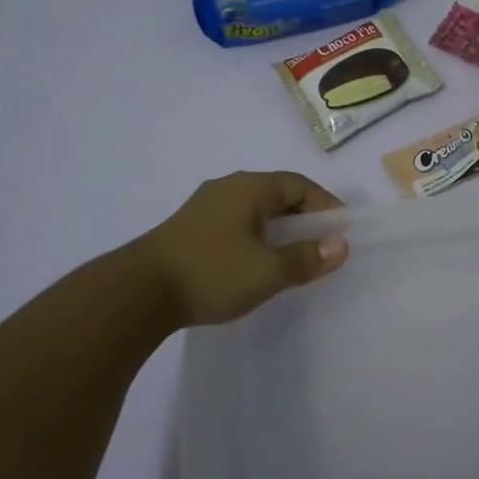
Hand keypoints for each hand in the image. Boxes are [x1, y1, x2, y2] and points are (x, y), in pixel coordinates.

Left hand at [134, 171, 349, 325]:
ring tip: (290, 256)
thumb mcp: (267, 271)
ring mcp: (204, 207)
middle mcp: (227, 187)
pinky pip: (235, 223)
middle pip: (277, 193)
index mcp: (249, 187)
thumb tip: (341, 245)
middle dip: (303, 217)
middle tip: (319, 245)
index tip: (340, 233)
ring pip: (254, 210)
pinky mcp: (189, 229)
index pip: (299, 185)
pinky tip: (253, 262)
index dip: (325, 206)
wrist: (137, 293)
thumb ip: (306, 258)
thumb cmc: (211, 273)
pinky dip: (255, 237)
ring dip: (278, 228)